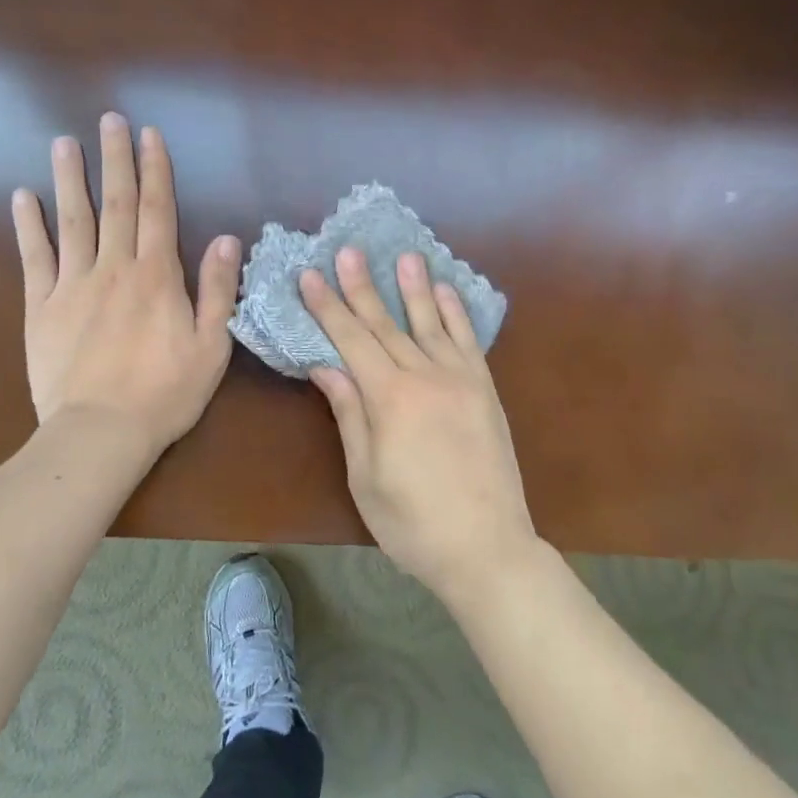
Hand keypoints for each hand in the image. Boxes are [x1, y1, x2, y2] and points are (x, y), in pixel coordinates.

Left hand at [12, 113, 239, 457]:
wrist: (100, 433)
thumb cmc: (165, 392)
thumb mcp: (212, 345)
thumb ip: (218, 290)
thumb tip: (228, 239)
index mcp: (156, 275)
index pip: (156, 209)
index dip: (155, 170)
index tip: (150, 135)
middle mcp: (114, 268)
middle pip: (115, 203)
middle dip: (114, 159)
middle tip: (109, 120)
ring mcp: (72, 285)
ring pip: (72, 221)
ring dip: (69, 179)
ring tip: (64, 143)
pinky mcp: (40, 308)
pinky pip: (34, 258)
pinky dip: (28, 226)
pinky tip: (23, 197)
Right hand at [301, 248, 537, 604]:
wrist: (488, 547)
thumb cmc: (413, 522)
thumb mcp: (365, 477)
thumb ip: (350, 414)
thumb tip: (326, 366)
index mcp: (389, 398)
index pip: (350, 340)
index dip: (327, 307)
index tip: (309, 276)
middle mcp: (425, 376)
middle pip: (385, 324)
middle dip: (361, 286)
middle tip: (347, 250)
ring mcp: (460, 379)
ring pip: (430, 322)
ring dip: (414, 287)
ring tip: (404, 255)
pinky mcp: (485, 389)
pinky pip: (468, 341)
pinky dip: (456, 313)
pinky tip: (447, 292)